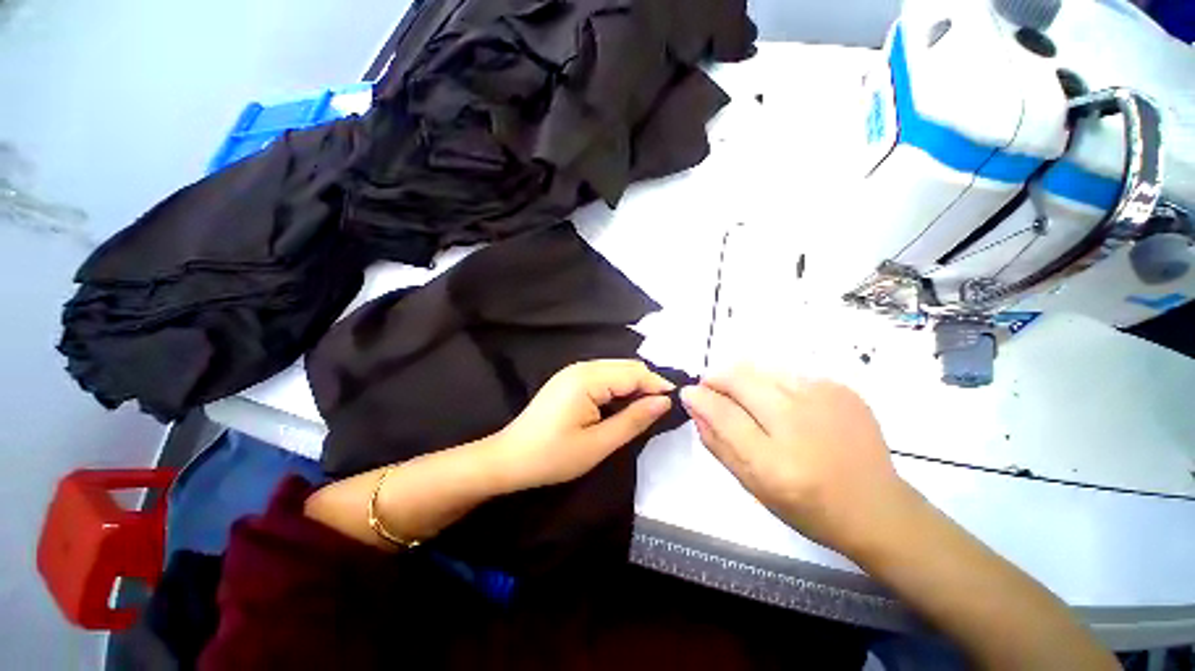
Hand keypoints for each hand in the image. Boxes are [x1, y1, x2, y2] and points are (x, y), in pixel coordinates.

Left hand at [490, 360, 674, 491]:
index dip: (657, 385)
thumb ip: (633, 420)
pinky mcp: (569, 379)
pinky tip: (623, 404)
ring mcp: (573, 371)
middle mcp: (581, 367)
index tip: (677, 403)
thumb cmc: (553, 456)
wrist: (509, 459)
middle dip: (647, 384)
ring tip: (647, 408)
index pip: (633, 373)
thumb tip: (663, 401)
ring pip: (615, 370)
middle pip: (625, 366)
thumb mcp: (598, 444)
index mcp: (587, 378)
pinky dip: (618, 387)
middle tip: (663, 408)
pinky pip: (602, 376)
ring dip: (633, 385)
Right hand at [680, 365, 916, 553]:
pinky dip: (772, 384)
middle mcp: (800, 422)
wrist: (878, 507)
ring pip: (760, 369)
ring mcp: (824, 399)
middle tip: (713, 391)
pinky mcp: (840, 388)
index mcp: (776, 462)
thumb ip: (717, 442)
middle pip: (740, 378)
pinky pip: (787, 374)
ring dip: (743, 381)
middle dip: (717, 379)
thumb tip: (694, 406)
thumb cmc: (807, 507)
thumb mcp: (752, 485)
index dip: (699, 397)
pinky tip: (784, 406)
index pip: (722, 412)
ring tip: (749, 402)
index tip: (689, 393)